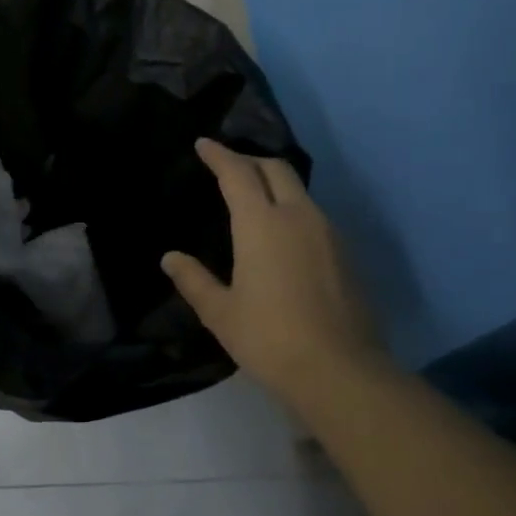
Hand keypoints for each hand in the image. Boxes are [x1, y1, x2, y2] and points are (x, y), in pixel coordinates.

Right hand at [162, 139, 386, 407]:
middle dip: (249, 160)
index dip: (219, 155)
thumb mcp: (220, 312)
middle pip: (275, 169)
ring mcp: (327, 233)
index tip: (204, 144)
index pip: (238, 173)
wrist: (340, 371)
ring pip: (299, 190)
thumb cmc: (269, 338)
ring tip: (253, 196)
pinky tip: (281, 232)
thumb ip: (194, 280)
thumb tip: (171, 258)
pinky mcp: (345, 253)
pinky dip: (291, 207)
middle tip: (228, 165)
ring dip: (274, 183)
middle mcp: (298, 216)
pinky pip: (313, 214)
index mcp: (261, 224)